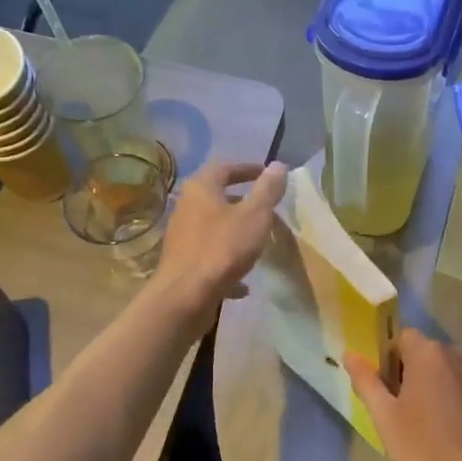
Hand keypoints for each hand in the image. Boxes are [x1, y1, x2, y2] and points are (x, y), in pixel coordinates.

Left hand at [157, 160, 286, 314]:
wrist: (185, 295)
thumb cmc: (222, 248)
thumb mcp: (254, 216)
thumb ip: (267, 190)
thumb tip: (278, 165)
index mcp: (201, 188)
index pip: (225, 167)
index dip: (247, 168)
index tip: (268, 175)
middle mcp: (186, 207)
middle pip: (216, 197)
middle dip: (242, 201)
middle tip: (265, 207)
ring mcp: (182, 237)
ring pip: (213, 228)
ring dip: (234, 231)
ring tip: (257, 241)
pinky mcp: (183, 264)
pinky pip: (210, 257)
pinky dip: (227, 263)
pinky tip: (244, 284)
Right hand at [345, 329, 461, 460]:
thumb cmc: (424, 447)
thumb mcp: (385, 416)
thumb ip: (366, 381)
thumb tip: (349, 354)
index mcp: (427, 354)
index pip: (400, 337)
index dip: (385, 358)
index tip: (380, 387)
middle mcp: (454, 355)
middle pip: (420, 352)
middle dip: (404, 372)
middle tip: (393, 408)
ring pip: (439, 369)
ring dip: (424, 385)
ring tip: (415, 420)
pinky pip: (456, 384)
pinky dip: (443, 396)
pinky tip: (438, 427)